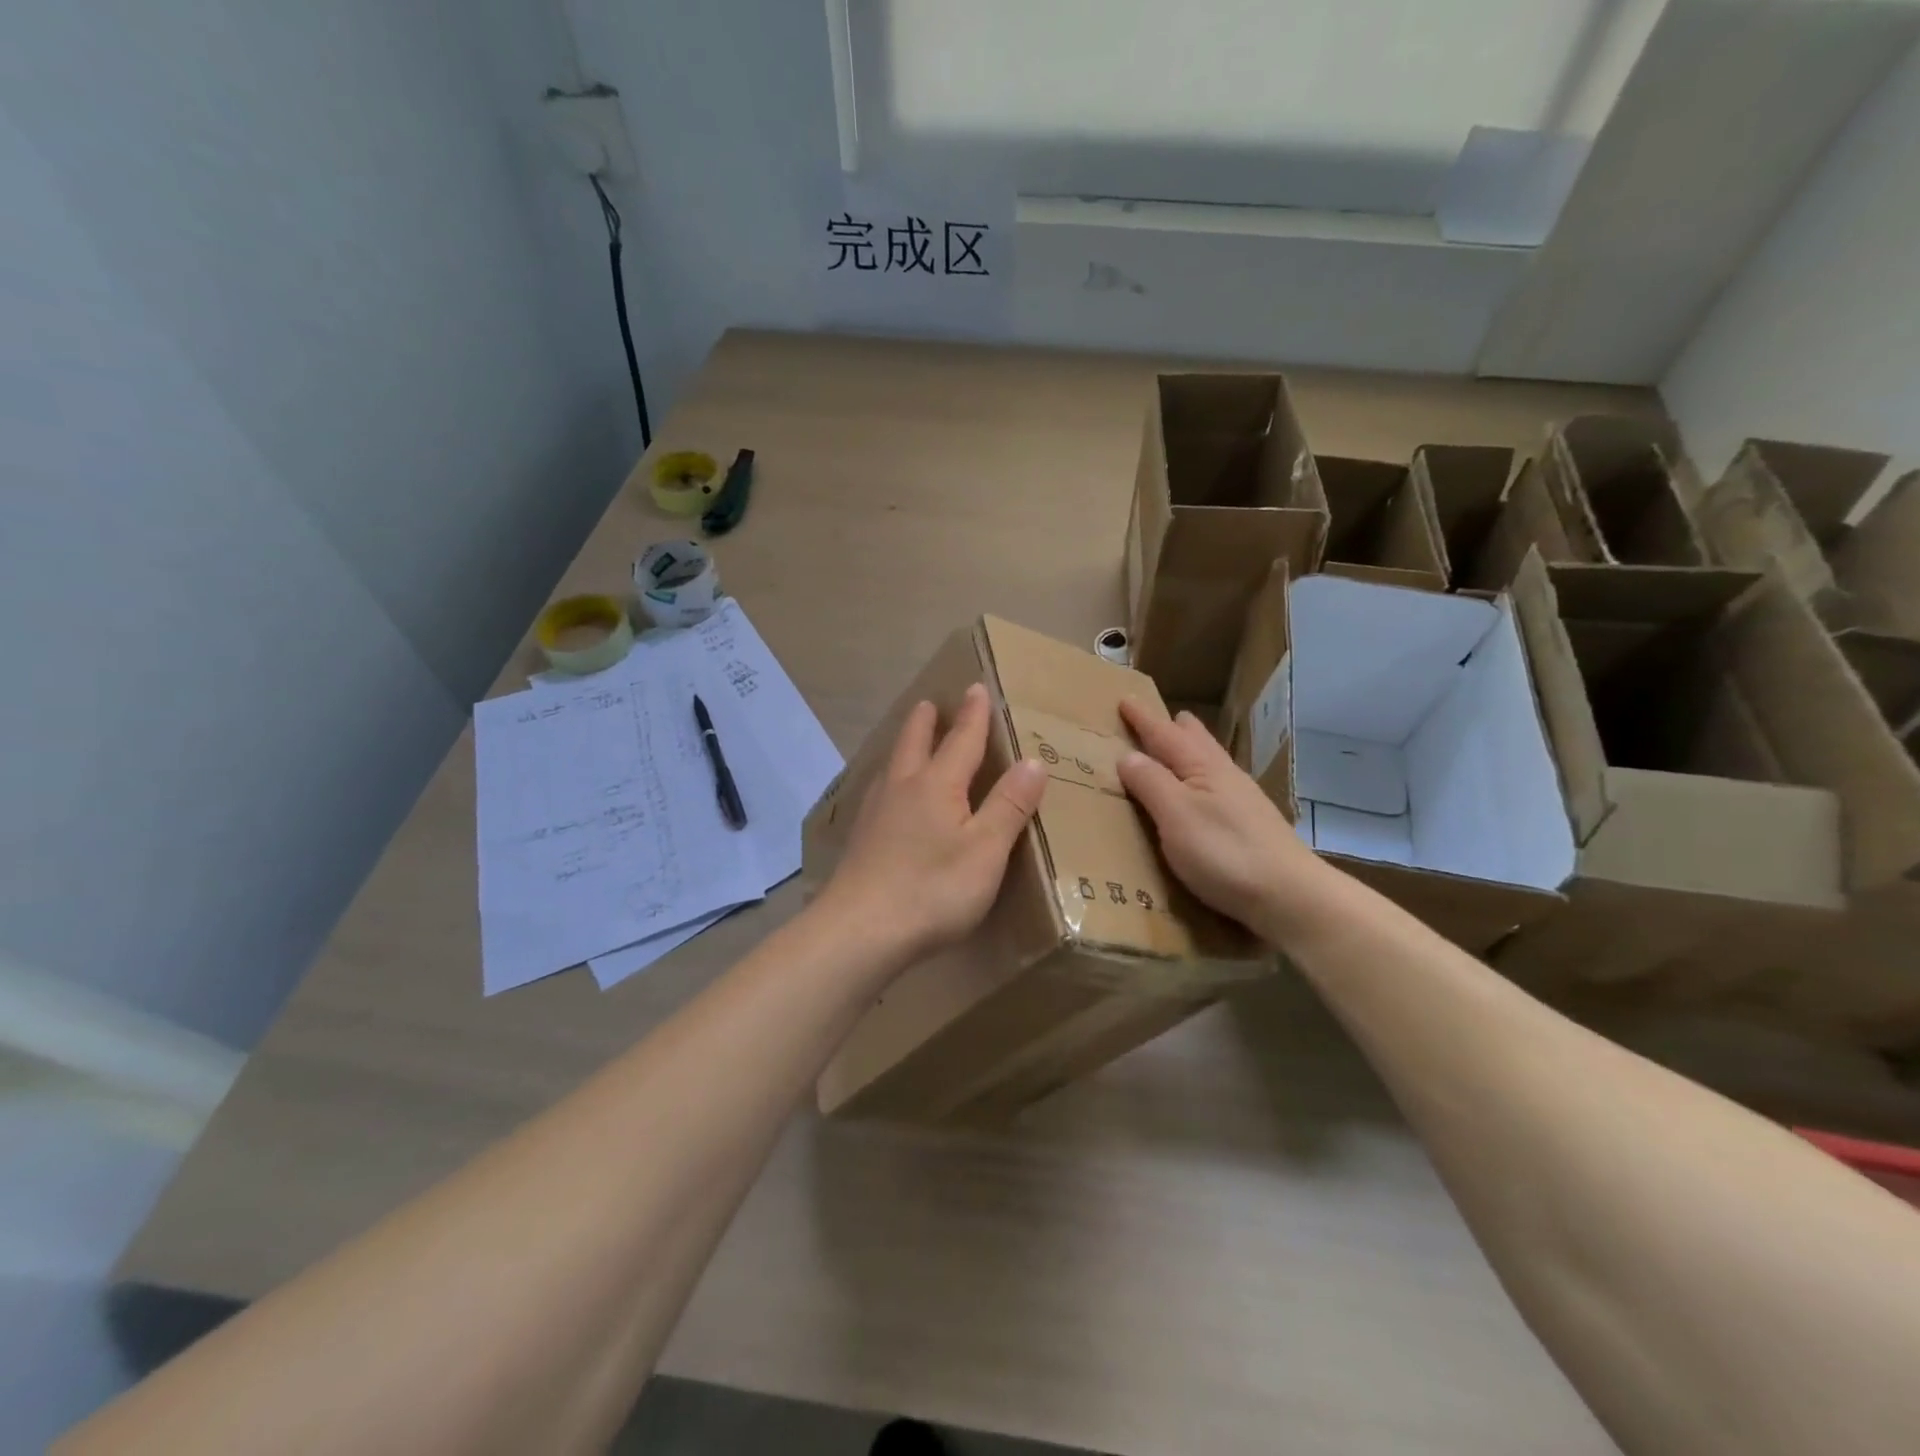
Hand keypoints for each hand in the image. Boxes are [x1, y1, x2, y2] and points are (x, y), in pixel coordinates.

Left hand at [820, 683, 1047, 962]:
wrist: (860, 930)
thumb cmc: (933, 888)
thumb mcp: (986, 850)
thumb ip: (1009, 805)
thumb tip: (1033, 760)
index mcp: (937, 785)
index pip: (961, 740)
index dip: (973, 715)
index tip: (975, 688)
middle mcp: (902, 788)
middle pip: (914, 743)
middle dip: (925, 722)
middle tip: (928, 703)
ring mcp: (875, 813)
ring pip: (891, 766)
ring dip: (903, 746)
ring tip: (908, 741)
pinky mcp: (861, 840)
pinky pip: (878, 793)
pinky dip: (889, 779)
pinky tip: (886, 798)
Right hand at [1116, 698, 1324, 938]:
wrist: (1290, 895)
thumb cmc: (1225, 852)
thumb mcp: (1176, 815)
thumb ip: (1151, 783)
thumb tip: (1128, 755)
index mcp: (1203, 768)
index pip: (1165, 735)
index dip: (1144, 719)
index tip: (1125, 700)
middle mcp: (1225, 776)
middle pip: (1198, 742)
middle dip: (1175, 729)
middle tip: (1162, 719)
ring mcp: (1243, 801)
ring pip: (1211, 763)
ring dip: (1191, 752)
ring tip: (1179, 749)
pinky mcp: (1252, 826)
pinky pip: (1218, 786)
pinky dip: (1201, 779)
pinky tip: (1204, 795)